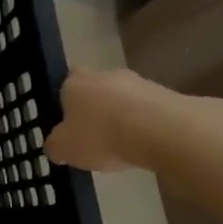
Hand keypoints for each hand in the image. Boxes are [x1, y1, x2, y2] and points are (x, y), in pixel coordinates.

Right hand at [43, 68, 164, 171]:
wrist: (161, 131)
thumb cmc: (101, 135)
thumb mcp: (64, 149)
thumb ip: (55, 145)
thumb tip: (54, 146)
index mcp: (75, 82)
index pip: (66, 81)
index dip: (66, 99)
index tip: (69, 120)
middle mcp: (105, 74)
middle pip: (97, 88)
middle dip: (96, 108)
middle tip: (94, 135)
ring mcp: (139, 82)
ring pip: (124, 99)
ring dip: (123, 116)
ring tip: (123, 146)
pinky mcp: (168, 95)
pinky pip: (149, 111)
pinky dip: (145, 125)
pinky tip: (145, 145)